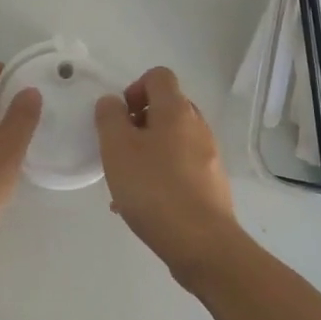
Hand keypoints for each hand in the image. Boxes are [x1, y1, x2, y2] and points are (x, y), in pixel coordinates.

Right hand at [95, 66, 242, 280]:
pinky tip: (143, 204)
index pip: (158, 76)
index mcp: (176, 110)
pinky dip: (161, 174)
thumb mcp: (117, 148)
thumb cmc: (154, 188)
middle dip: (139, 122)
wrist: (202, 244)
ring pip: (172, 140)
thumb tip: (112, 102)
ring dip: (147, 151)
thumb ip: (109, 117)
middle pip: (166, 107)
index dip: (134, 88)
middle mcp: (197, 126)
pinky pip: (181, 166)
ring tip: (126, 182)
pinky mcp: (211, 183)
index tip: (119, 117)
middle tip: (119, 148)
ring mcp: (209, 155)